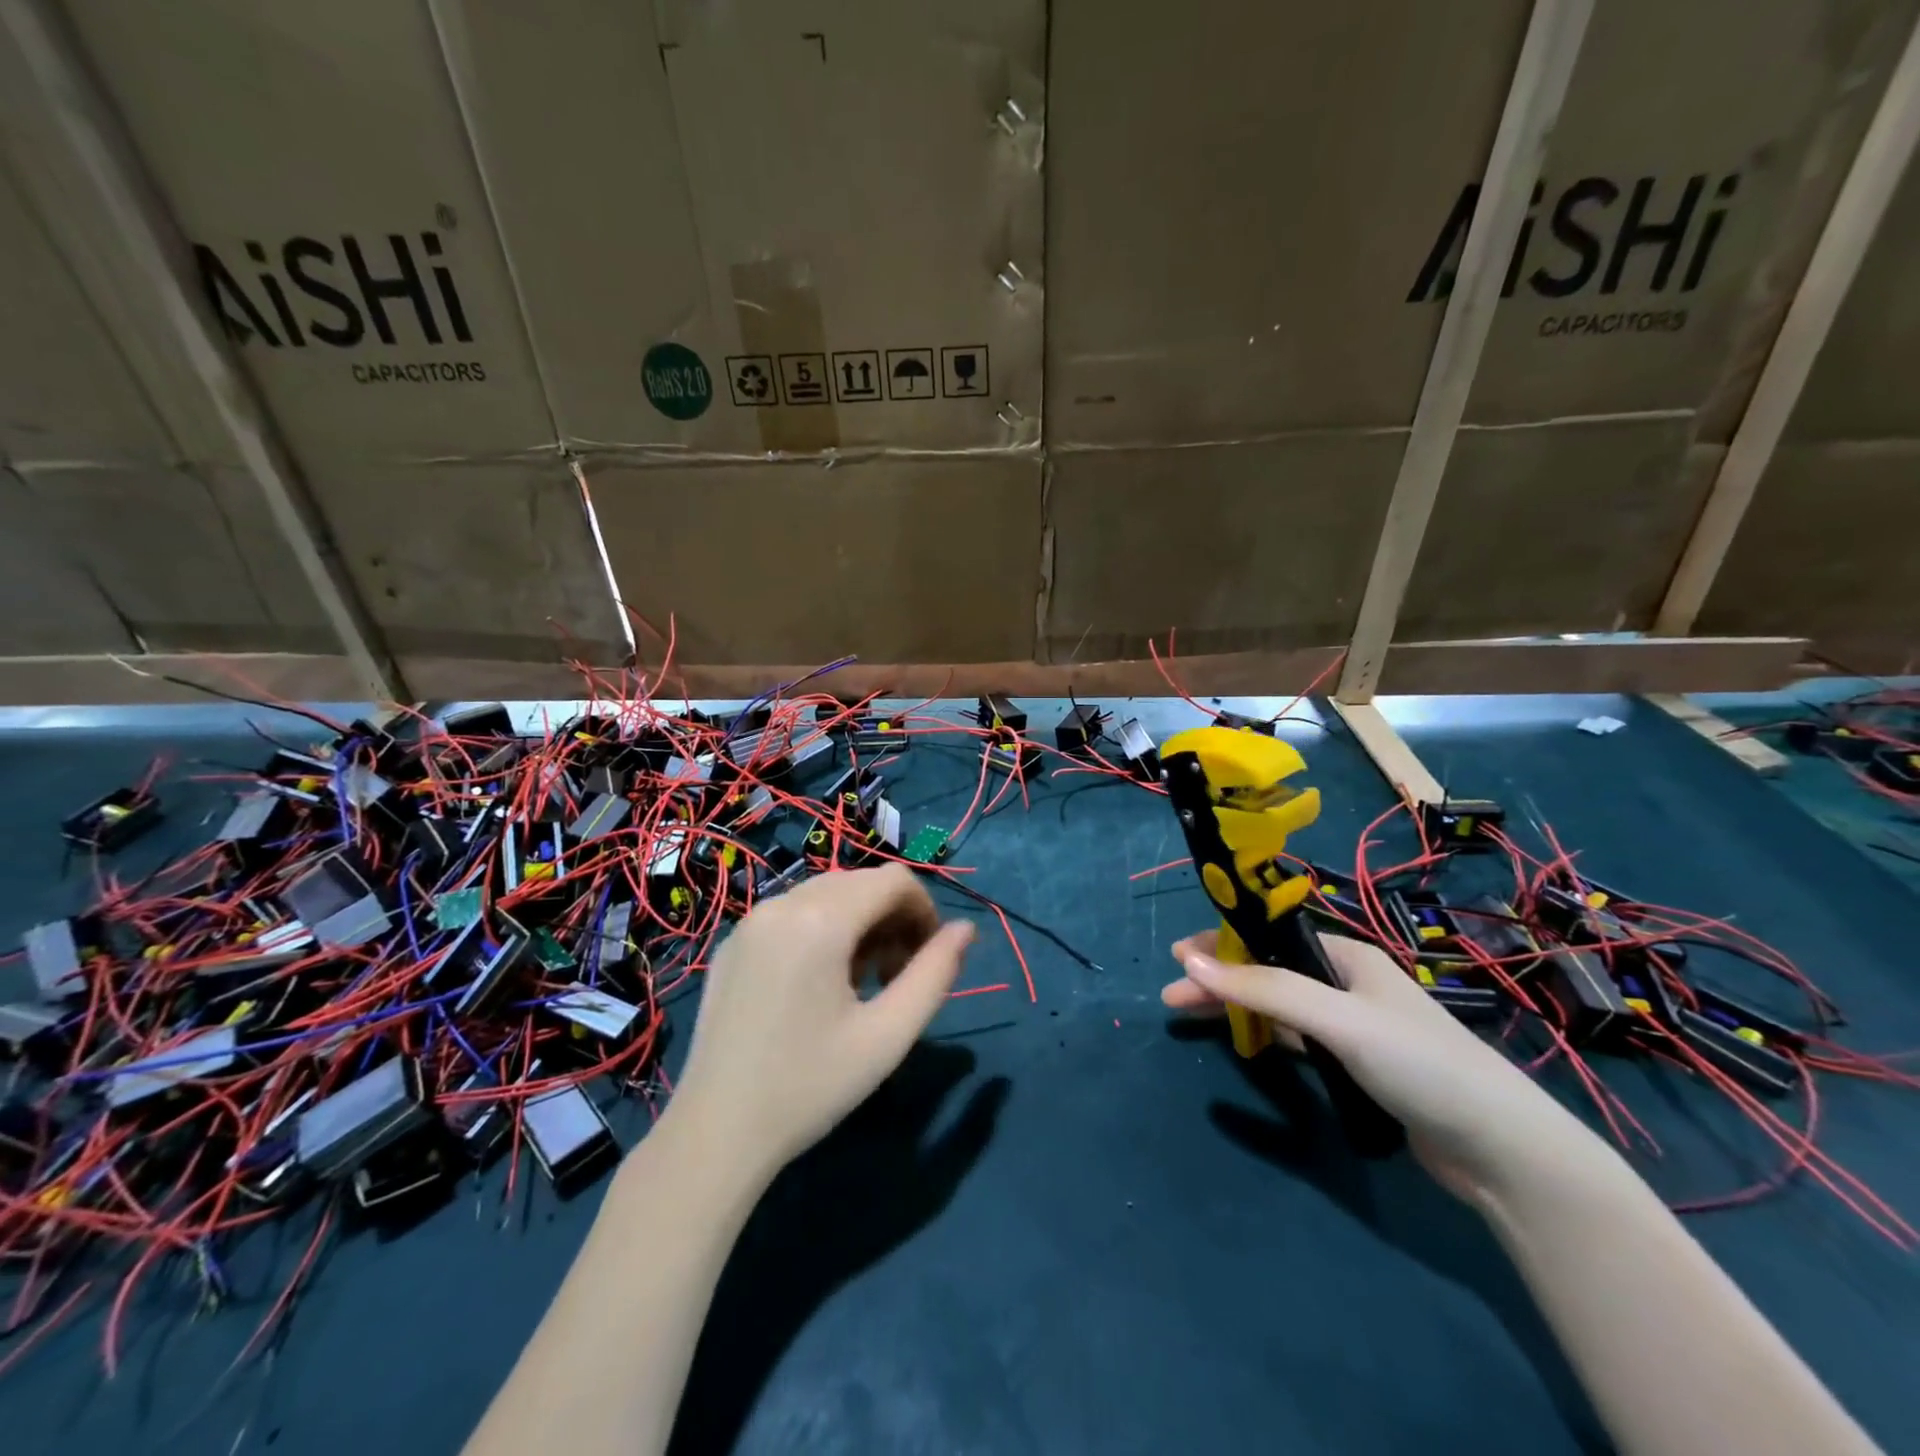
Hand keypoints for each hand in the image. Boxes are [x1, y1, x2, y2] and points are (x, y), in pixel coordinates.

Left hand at [669, 866, 975, 1181]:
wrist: (715, 1133)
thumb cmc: (810, 1087)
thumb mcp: (887, 1035)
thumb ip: (934, 975)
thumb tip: (965, 930)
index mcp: (820, 920)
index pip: (894, 880)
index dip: (925, 911)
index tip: (927, 959)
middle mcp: (782, 903)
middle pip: (860, 882)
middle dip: (892, 917)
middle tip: (895, 976)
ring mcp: (751, 920)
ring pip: (827, 894)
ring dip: (859, 923)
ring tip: (861, 983)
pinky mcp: (734, 942)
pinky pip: (793, 912)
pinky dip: (822, 929)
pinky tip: (818, 984)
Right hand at [1163, 931, 1592, 1203]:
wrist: (1502, 1150)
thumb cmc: (1418, 1064)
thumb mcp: (1336, 1018)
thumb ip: (1264, 989)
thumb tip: (1188, 962)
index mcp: (1346, 956)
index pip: (1268, 938)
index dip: (1221, 944)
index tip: (1177, 959)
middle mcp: (1347, 983)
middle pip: (1268, 971)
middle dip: (1220, 980)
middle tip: (1172, 997)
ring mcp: (1354, 1026)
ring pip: (1280, 1006)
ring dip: (1237, 1008)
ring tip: (1192, 1018)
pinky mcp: (1359, 1065)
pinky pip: (1297, 1039)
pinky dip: (1266, 1036)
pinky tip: (1245, 1044)